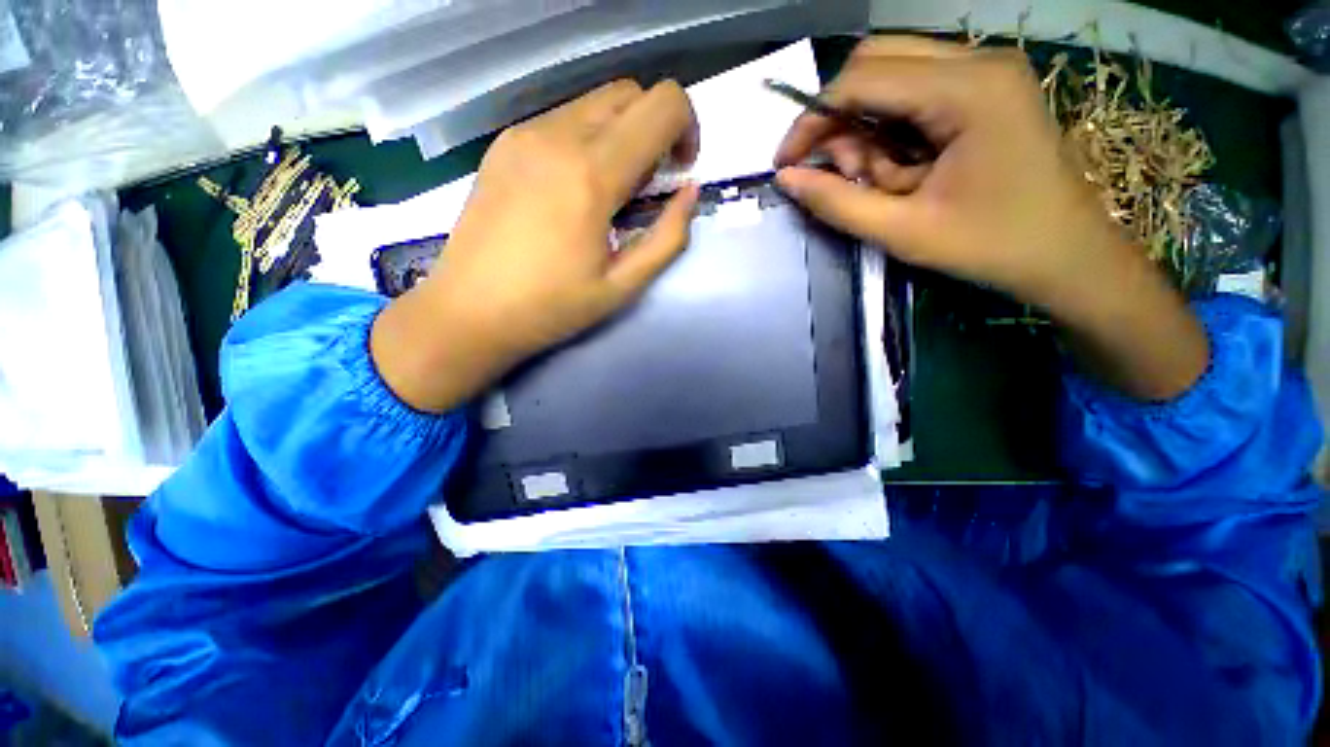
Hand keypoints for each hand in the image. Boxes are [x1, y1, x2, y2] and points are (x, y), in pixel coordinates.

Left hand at [372, 80, 700, 411]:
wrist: (469, 311)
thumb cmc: (552, 307)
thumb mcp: (624, 285)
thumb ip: (668, 238)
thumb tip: (690, 193)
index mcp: (592, 174)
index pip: (662, 105)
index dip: (687, 128)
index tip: (679, 170)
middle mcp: (558, 137)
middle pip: (630, 93)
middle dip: (656, 128)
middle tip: (649, 183)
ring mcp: (524, 135)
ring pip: (595, 102)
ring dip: (621, 134)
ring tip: (611, 190)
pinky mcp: (504, 144)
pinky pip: (562, 119)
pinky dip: (587, 139)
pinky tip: (575, 187)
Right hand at [775, 35, 1206, 399]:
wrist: (1069, 254)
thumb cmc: (992, 246)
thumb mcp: (903, 231)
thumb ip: (838, 202)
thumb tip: (787, 179)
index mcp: (968, 89)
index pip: (862, 78)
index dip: (811, 119)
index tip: (785, 163)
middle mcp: (978, 60)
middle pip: (875, 61)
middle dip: (839, 119)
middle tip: (837, 173)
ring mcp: (986, 70)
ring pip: (891, 75)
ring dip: (867, 128)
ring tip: (881, 180)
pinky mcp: (985, 87)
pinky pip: (914, 92)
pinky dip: (892, 129)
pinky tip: (903, 168)